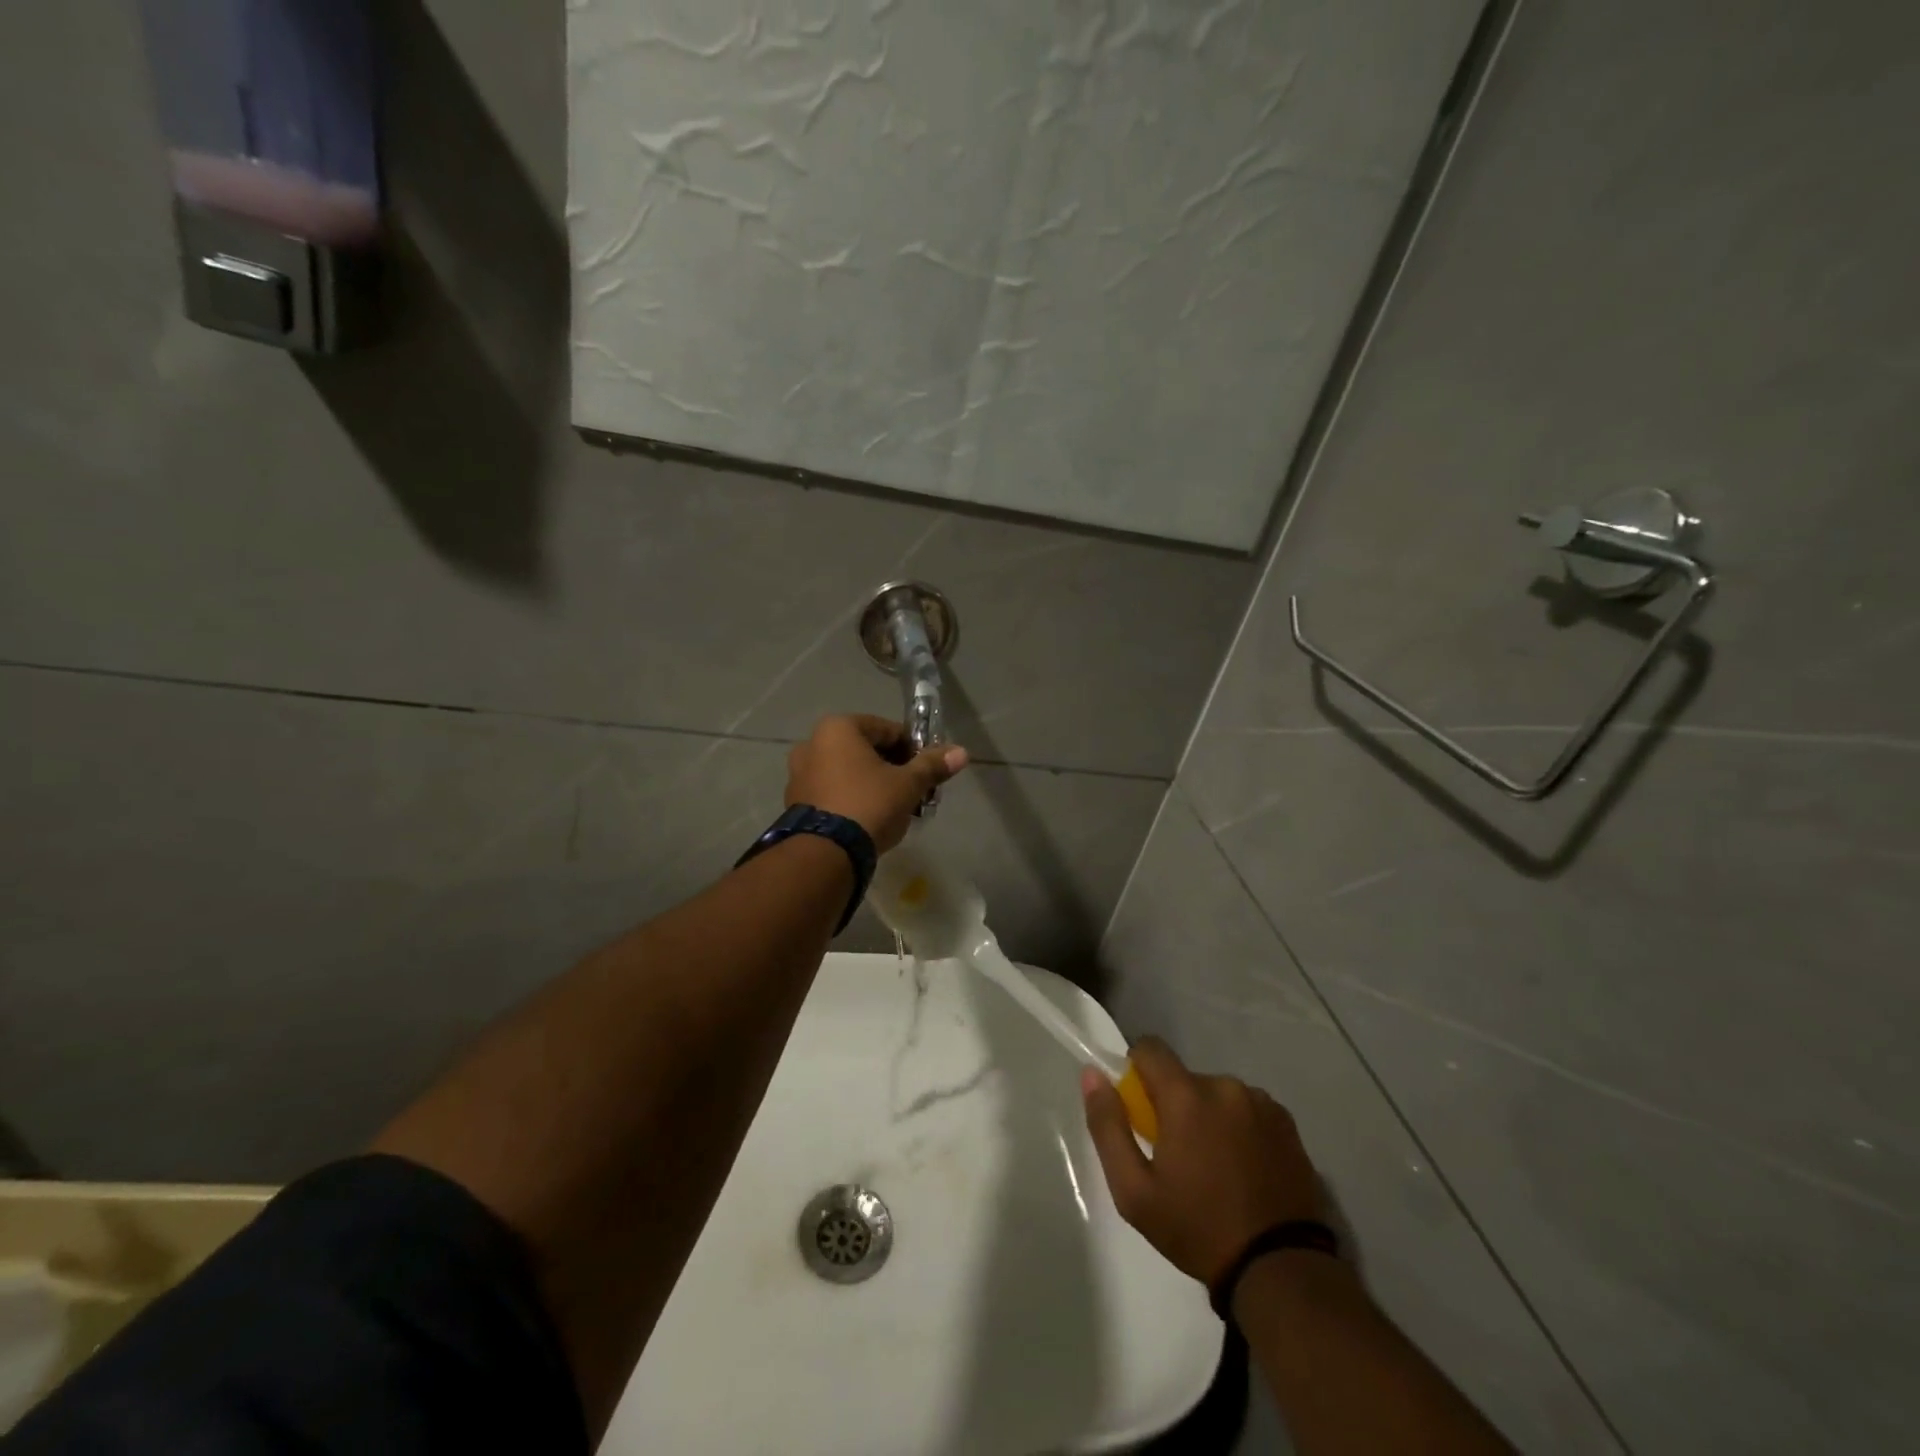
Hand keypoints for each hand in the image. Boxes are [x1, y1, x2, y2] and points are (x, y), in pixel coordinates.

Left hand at [785, 714, 968, 852]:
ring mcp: (799, 774)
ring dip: (873, 784)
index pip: (887, 730)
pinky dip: (852, 799)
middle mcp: (812, 743)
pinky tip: (870, 820)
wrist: (826, 853)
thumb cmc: (869, 804)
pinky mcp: (795, 803)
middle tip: (914, 791)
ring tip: (895, 809)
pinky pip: (833, 792)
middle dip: (893, 768)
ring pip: (848, 772)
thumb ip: (932, 765)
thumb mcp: (908, 784)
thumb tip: (961, 752)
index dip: (913, 749)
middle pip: (866, 750)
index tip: (928, 770)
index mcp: (838, 728)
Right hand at [1082, 1037, 1324, 1285]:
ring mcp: (1262, 1103)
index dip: (1137, 1070)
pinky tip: (1245, 1170)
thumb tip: (1093, 1075)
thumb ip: (1108, 1126)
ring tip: (1216, 1169)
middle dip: (1175, 1105)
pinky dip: (1240, 1128)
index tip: (1139, 1109)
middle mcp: (1225, 1086)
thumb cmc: (1197, 1230)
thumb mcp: (1134, 1191)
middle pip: (1185, 1078)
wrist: (1280, 1270)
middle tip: (1178, 1156)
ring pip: (1218, 1094)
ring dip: (1209, 1116)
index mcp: (1187, 1095)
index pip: (1150, 1048)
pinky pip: (1249, 1110)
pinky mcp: (1288, 1124)